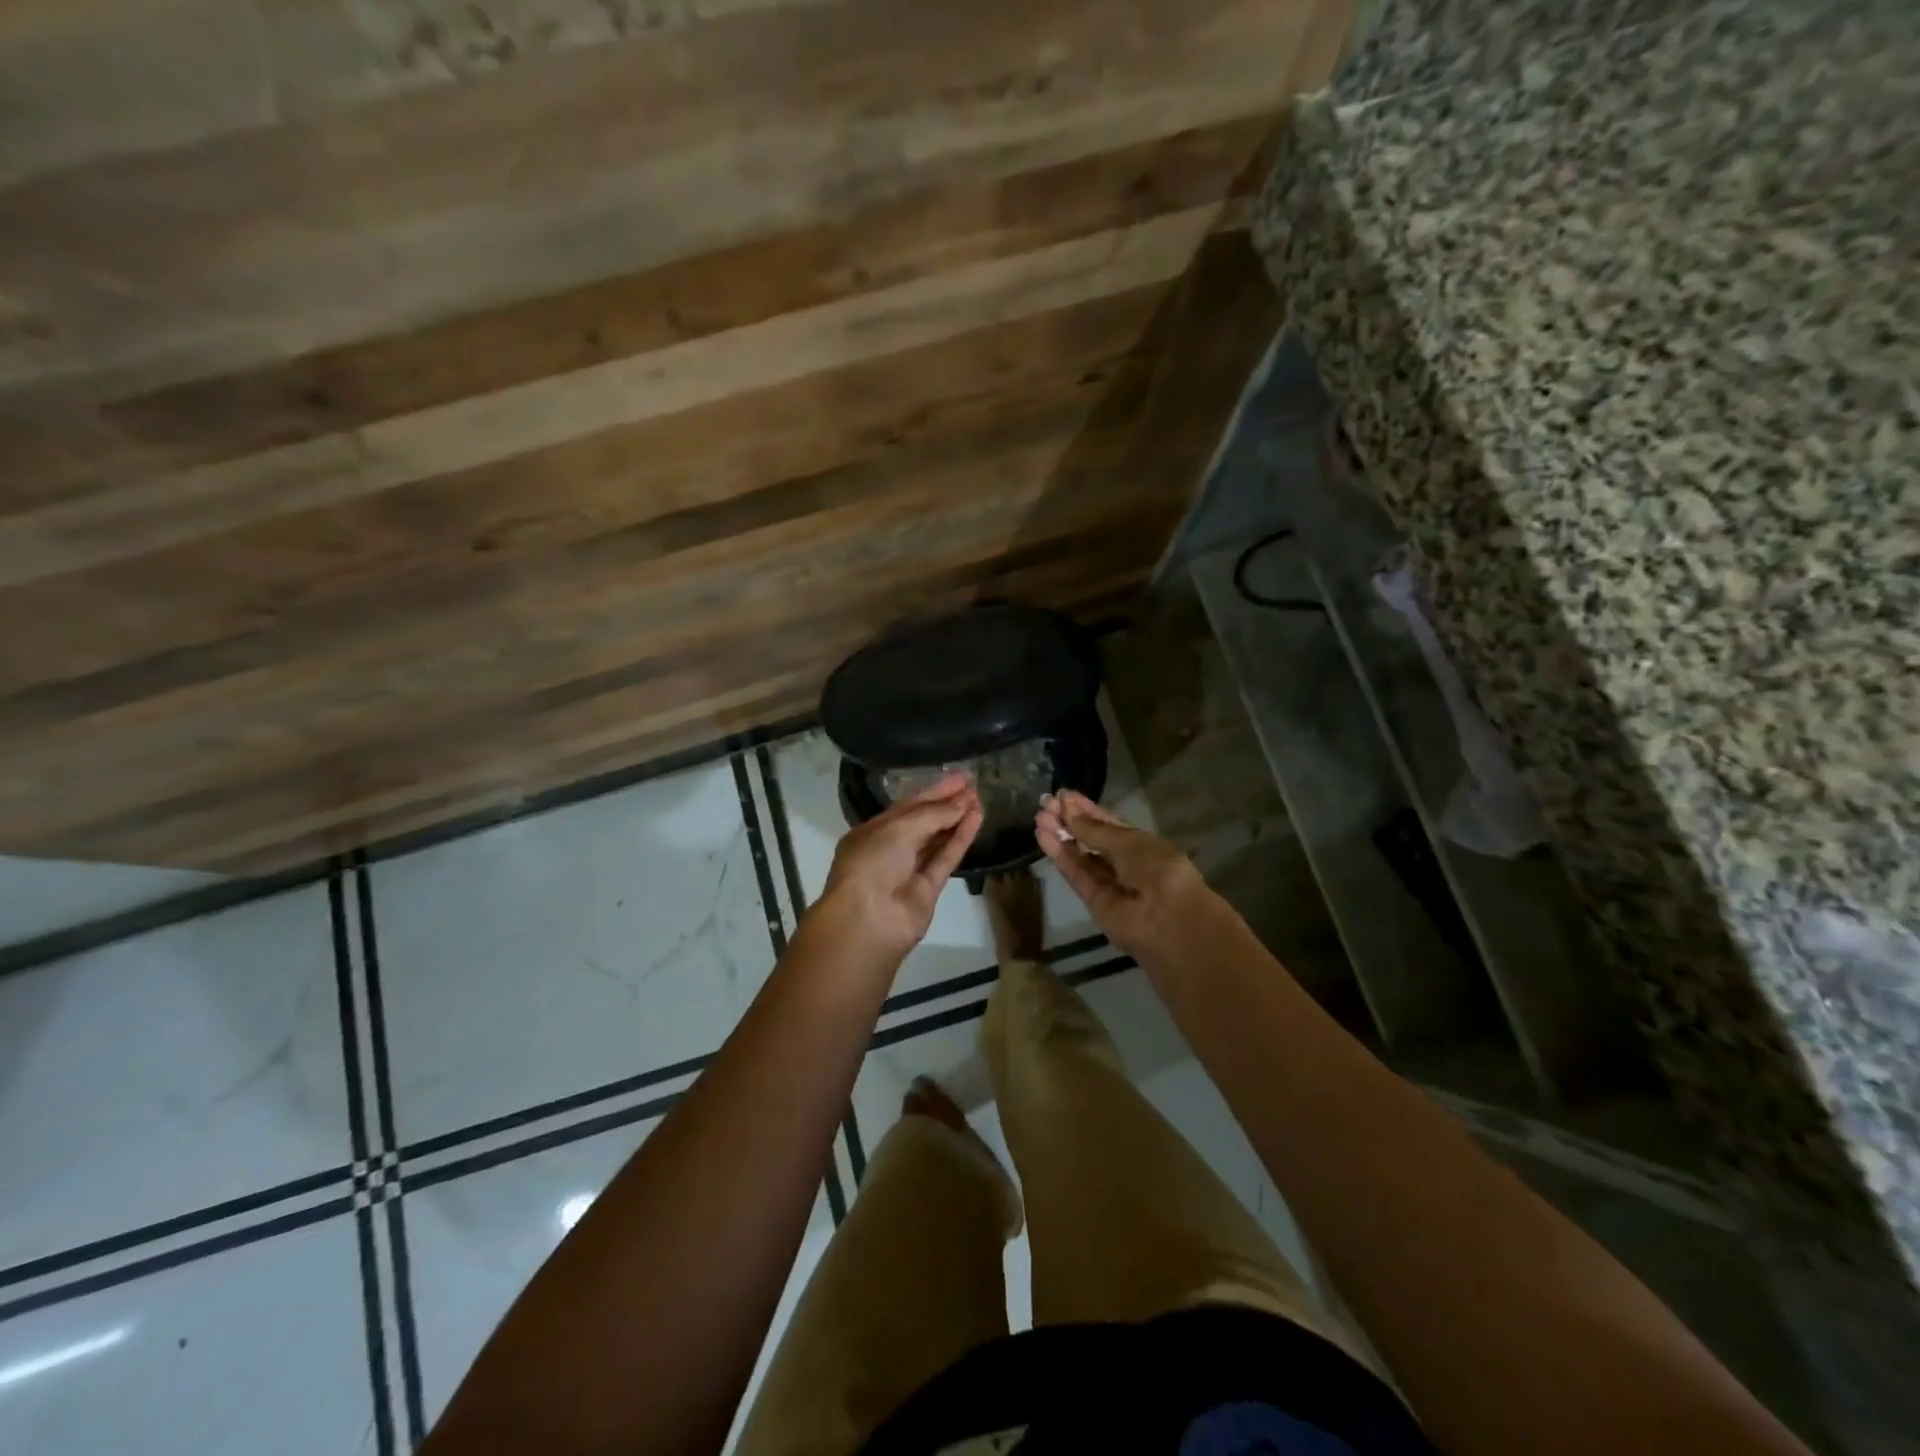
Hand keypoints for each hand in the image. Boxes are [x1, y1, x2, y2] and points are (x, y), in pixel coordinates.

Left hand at [814, 773, 983, 966]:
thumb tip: (964, 802)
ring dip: (957, 820)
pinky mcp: (928, 889)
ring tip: (980, 799)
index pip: (908, 806)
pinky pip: (946, 859)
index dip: (934, 791)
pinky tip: (977, 820)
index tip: (959, 777)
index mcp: (873, 831)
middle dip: (948, 803)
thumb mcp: (899, 828)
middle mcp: (890, 848)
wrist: (867, 920)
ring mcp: (909, 870)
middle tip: (974, 785)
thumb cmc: (872, 863)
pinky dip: (961, 840)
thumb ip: (934, 814)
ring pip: (937, 840)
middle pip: (923, 822)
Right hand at [1035, 791, 1212, 962]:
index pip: (1108, 824)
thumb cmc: (1158, 869)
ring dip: (1060, 836)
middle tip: (1045, 803)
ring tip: (1039, 816)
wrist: (1169, 919)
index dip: (1086, 809)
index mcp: (1141, 844)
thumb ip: (1095, 830)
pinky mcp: (1093, 901)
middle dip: (1069, 821)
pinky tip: (1042, 836)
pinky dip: (1059, 855)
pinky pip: (1075, 874)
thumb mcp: (1128, 841)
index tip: (1063, 795)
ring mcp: (1108, 883)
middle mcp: (1124, 863)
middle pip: (1090, 839)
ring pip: (1080, 856)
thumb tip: (1068, 810)